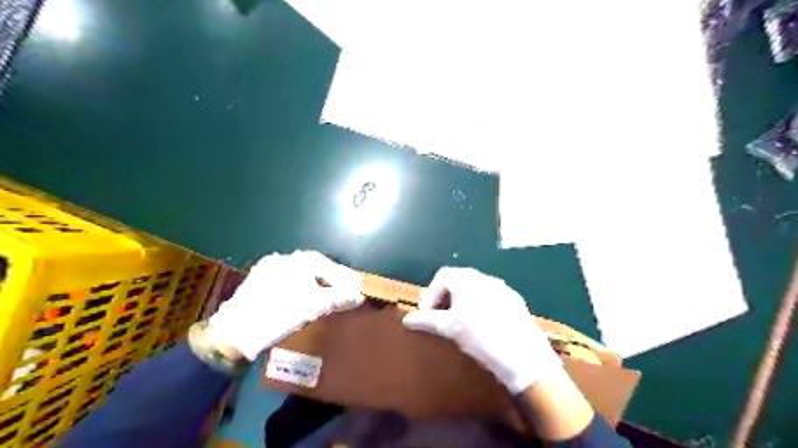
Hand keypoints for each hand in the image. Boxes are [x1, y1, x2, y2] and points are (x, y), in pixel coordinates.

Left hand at [209, 251, 364, 360]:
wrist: (234, 332)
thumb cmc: (278, 315)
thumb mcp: (313, 307)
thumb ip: (338, 298)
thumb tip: (358, 297)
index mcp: (297, 261)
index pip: (328, 265)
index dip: (344, 277)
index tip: (356, 287)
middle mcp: (283, 259)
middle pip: (315, 267)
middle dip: (331, 278)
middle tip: (344, 291)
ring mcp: (268, 268)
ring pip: (300, 272)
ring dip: (316, 282)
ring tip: (326, 295)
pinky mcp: (258, 280)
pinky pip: (287, 279)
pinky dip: (300, 286)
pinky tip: (303, 297)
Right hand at [403, 268, 562, 393]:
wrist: (522, 355)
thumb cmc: (480, 336)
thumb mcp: (449, 328)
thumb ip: (426, 320)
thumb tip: (407, 319)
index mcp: (467, 279)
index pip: (442, 276)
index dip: (431, 293)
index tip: (428, 313)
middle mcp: (484, 277)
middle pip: (459, 280)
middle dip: (446, 297)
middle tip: (441, 317)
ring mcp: (502, 288)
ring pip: (476, 289)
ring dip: (463, 301)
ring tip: (461, 322)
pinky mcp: (515, 300)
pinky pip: (491, 297)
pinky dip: (480, 306)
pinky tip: (483, 326)